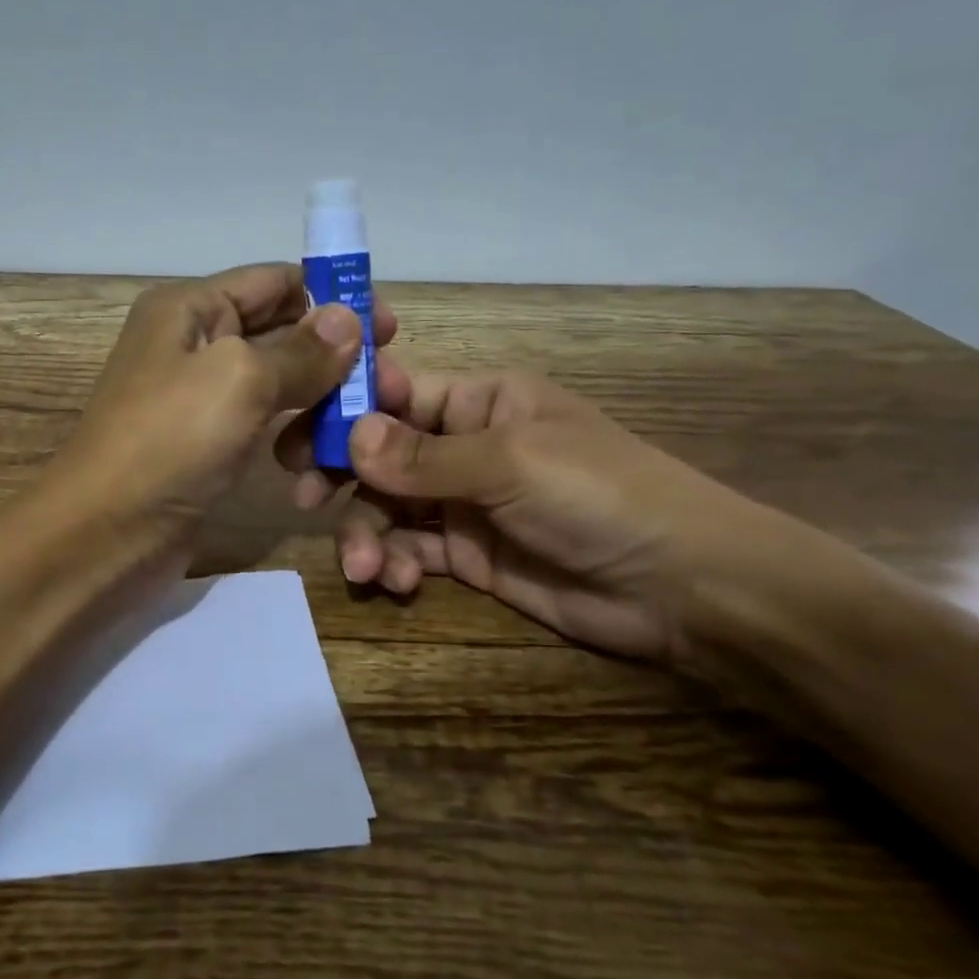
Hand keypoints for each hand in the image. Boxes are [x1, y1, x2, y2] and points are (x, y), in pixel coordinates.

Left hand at [50, 264, 397, 565]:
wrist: (103, 536)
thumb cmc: (168, 442)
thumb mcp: (239, 380)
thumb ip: (300, 350)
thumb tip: (350, 318)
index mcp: (191, 307)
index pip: (275, 281)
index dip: (332, 299)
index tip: (388, 329)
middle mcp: (194, 343)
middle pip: (282, 332)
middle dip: (334, 357)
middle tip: (387, 387)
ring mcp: (200, 398)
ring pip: (278, 384)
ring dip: (318, 403)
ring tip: (355, 431)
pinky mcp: (207, 445)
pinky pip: (263, 425)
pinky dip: (293, 435)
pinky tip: (315, 461)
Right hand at [279, 362, 763, 664]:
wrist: (680, 586)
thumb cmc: (600, 495)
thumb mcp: (511, 463)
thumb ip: (425, 456)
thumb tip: (350, 436)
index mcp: (480, 401)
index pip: (396, 392)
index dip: (346, 408)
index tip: (298, 433)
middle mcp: (464, 445)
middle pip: (380, 451)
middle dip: (340, 473)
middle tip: (300, 496)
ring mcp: (463, 501)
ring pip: (387, 504)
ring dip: (365, 531)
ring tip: (365, 568)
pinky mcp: (467, 553)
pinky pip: (410, 547)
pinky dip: (393, 561)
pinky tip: (394, 581)